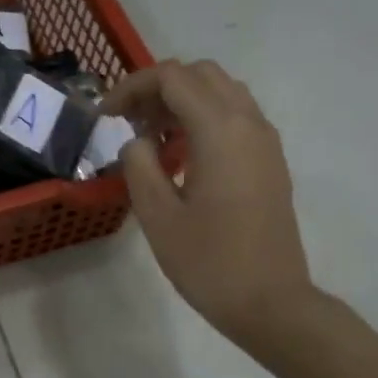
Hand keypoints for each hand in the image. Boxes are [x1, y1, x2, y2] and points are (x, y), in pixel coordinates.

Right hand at [106, 60, 314, 349]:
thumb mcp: (158, 216)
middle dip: (159, 88)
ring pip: (223, 93)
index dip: (132, 87)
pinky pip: (237, 118)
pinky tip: (184, 157)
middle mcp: (249, 123)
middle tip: (131, 123)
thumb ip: (139, 165)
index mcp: (220, 130)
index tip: (107, 116)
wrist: (271, 302)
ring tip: (154, 138)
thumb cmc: (209, 262)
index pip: (172, 78)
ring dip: (184, 101)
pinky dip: (205, 119)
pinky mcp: (271, 162)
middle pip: (201, 74)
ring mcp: (266, 142)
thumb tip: (139, 142)